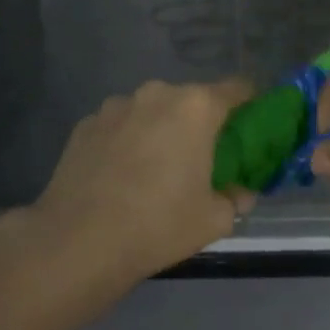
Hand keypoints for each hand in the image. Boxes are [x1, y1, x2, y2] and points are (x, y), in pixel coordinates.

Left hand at [25, 78, 256, 285]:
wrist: (77, 242)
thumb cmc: (158, 225)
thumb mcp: (213, 219)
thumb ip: (235, 199)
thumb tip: (240, 193)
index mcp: (197, 107)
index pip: (238, 88)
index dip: (250, 103)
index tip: (251, 125)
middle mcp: (158, 93)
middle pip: (192, 99)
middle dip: (200, 122)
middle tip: (201, 157)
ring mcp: (117, 105)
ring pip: (152, 110)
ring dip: (160, 128)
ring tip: (154, 168)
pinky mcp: (86, 123)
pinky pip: (120, 124)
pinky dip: (127, 140)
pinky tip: (119, 175)